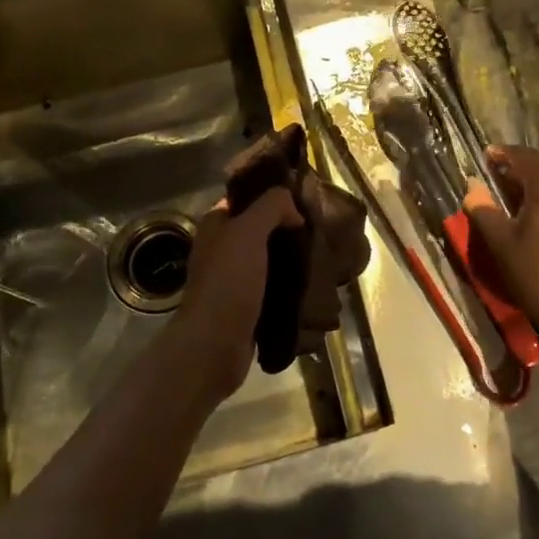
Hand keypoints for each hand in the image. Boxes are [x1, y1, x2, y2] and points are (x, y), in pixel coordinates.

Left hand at [172, 189, 303, 400]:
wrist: (214, 345)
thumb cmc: (228, 281)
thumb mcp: (248, 231)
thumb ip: (271, 206)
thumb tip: (294, 208)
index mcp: (216, 225)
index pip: (246, 197)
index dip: (272, 193)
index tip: (304, 195)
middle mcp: (222, 248)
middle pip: (260, 227)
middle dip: (288, 226)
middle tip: (320, 225)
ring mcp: (235, 278)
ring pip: (270, 257)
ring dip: (292, 256)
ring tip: (323, 252)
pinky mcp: (248, 305)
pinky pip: (274, 285)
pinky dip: (291, 283)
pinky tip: (314, 281)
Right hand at [461, 146, 538, 344]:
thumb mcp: (502, 243)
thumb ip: (483, 210)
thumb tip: (471, 186)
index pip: (521, 156)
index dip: (501, 155)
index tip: (484, 157)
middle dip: (518, 167)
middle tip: (496, 176)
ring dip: (535, 182)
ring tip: (513, 195)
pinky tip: (538, 215)